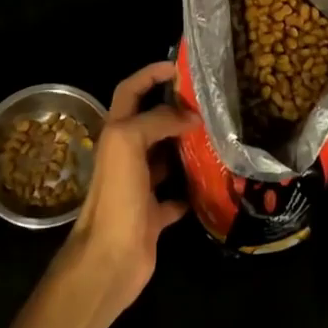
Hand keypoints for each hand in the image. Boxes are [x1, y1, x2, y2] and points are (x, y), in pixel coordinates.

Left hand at [60, 60, 196, 317]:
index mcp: (116, 133)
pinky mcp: (152, 215)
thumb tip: (189, 116)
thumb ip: (157, 121)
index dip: (150, 74)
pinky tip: (213, 182)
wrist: (109, 260)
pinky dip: (192, 189)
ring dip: (187, 147)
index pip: (131, 91)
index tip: (179, 66)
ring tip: (218, 136)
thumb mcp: (129, 144)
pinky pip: (176, 196)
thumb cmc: (116, 196)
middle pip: (151, 122)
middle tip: (209, 102)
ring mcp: (139, 186)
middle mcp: (126, 155)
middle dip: (175, 109)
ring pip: (165, 158)